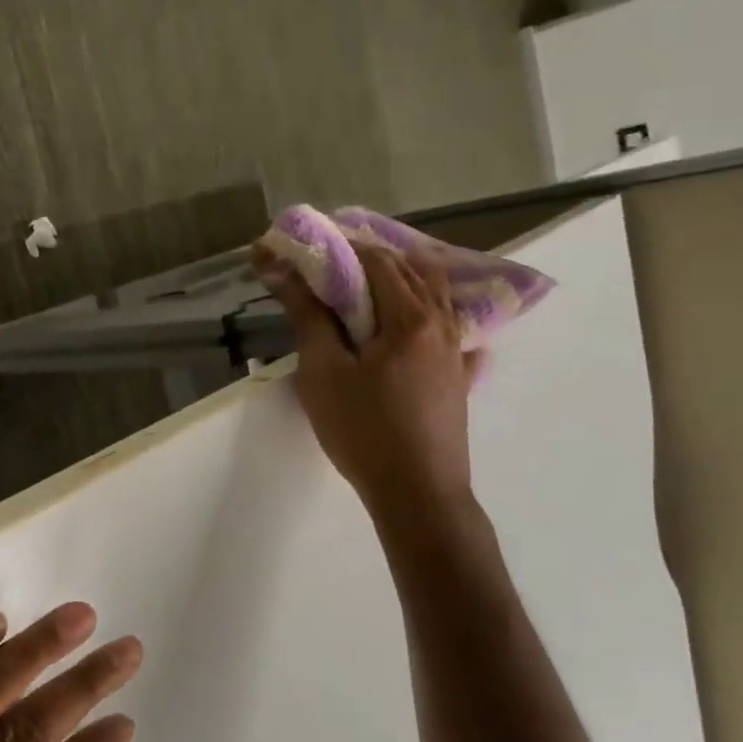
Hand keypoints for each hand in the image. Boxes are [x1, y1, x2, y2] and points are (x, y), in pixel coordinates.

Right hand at [272, 242, 479, 513]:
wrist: (418, 494)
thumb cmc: (363, 430)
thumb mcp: (323, 372)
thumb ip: (308, 316)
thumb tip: (282, 269)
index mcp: (408, 317)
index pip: (376, 260)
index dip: (342, 247)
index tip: (311, 249)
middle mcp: (440, 323)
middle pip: (410, 271)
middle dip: (371, 259)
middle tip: (333, 265)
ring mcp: (457, 351)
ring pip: (435, 296)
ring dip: (404, 280)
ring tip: (371, 286)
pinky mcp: (460, 378)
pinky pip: (453, 330)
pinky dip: (434, 314)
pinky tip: (424, 325)